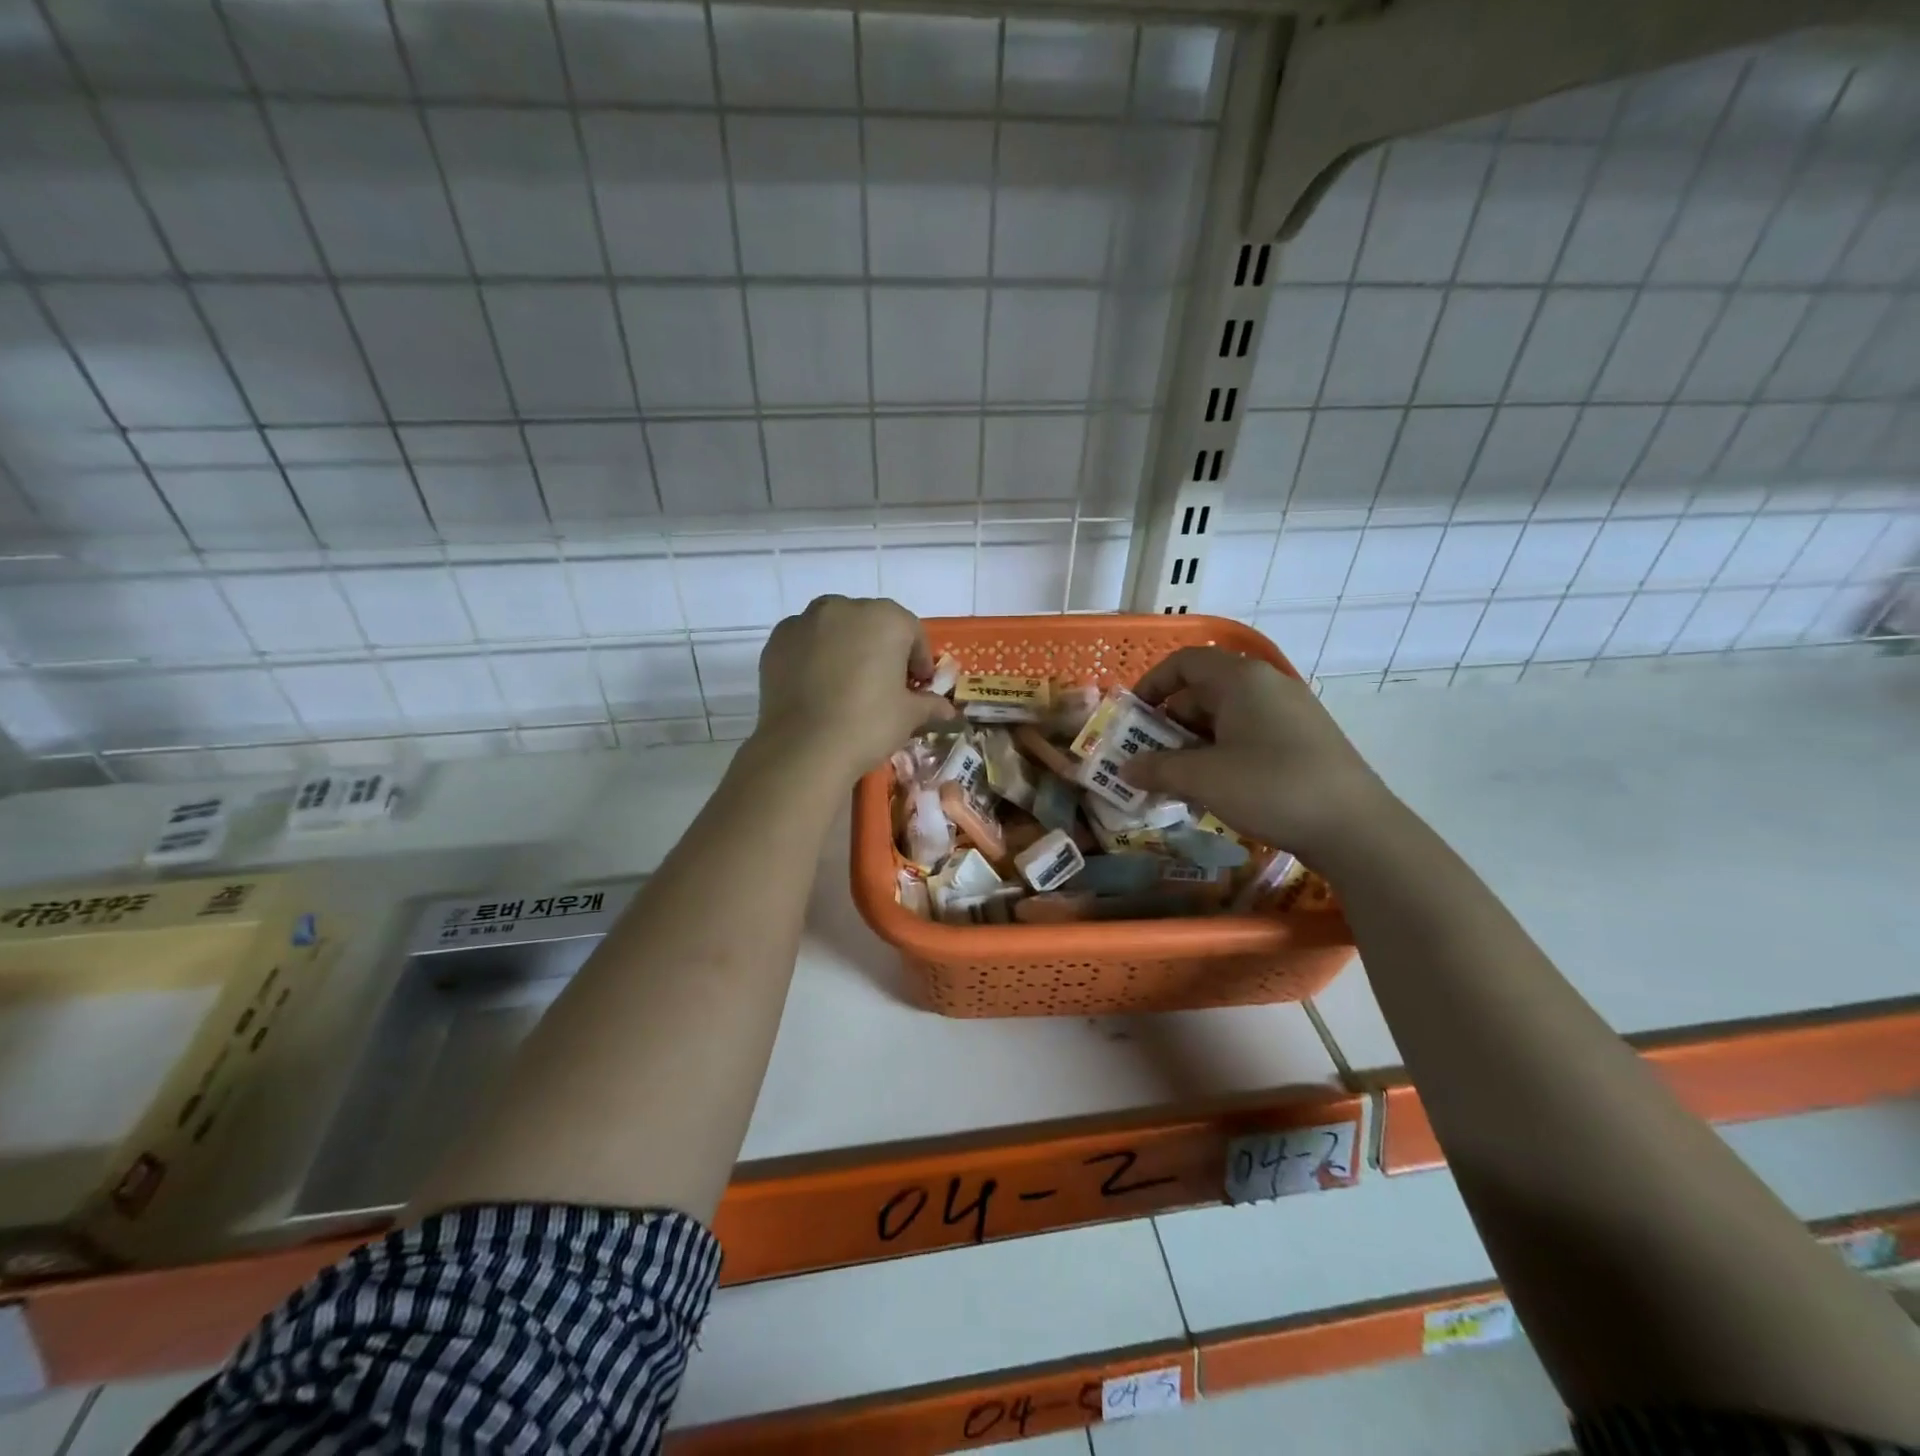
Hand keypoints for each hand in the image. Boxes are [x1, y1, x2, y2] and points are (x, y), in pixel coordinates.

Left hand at [754, 596, 954, 781]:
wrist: (804, 748)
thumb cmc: (868, 724)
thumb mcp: (908, 716)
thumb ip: (929, 705)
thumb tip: (948, 711)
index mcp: (885, 618)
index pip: (912, 632)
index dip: (919, 660)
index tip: (919, 686)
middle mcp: (844, 608)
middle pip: (872, 623)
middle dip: (881, 648)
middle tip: (884, 684)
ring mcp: (805, 621)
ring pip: (835, 628)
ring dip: (846, 647)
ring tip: (847, 684)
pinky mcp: (777, 641)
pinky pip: (805, 642)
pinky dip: (814, 656)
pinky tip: (818, 687)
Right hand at [1122, 647, 1397, 856]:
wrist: (1354, 828)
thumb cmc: (1269, 787)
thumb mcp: (1202, 779)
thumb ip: (1157, 768)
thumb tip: (1126, 768)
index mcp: (1241, 679)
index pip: (1184, 663)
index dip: (1152, 685)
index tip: (1131, 718)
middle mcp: (1266, 685)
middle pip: (1202, 692)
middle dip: (1168, 726)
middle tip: (1148, 761)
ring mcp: (1288, 713)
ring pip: (1224, 719)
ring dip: (1192, 747)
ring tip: (1175, 784)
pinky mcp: (1302, 741)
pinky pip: (1248, 737)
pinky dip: (1221, 756)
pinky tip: (1213, 791)